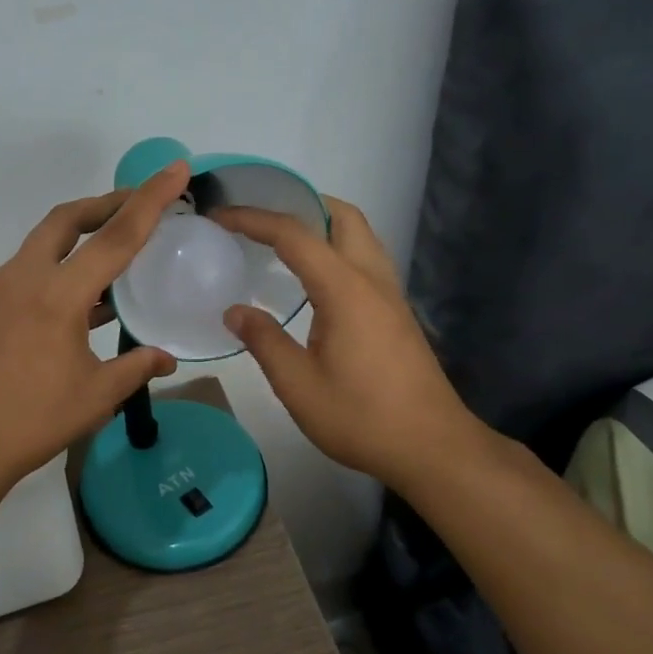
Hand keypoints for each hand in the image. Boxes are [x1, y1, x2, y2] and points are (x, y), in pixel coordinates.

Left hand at [0, 163, 188, 501]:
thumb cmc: (30, 423)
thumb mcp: (95, 397)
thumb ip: (136, 368)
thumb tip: (167, 357)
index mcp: (57, 294)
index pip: (115, 236)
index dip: (150, 200)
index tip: (175, 170)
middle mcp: (24, 279)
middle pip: (66, 219)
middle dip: (104, 204)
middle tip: (137, 206)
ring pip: (43, 244)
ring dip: (79, 237)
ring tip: (114, 254)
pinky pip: (29, 272)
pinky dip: (58, 268)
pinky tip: (80, 300)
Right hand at [217, 198, 480, 486]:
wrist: (432, 448)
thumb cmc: (361, 418)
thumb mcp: (298, 385)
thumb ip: (264, 342)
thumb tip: (235, 312)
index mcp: (345, 289)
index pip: (295, 235)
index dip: (254, 219)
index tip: (220, 216)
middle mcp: (372, 280)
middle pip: (342, 217)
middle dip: (301, 205)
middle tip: (261, 220)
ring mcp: (391, 296)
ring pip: (360, 236)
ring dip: (323, 226)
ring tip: (283, 243)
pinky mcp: (397, 314)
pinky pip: (365, 261)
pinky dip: (336, 250)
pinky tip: (313, 282)